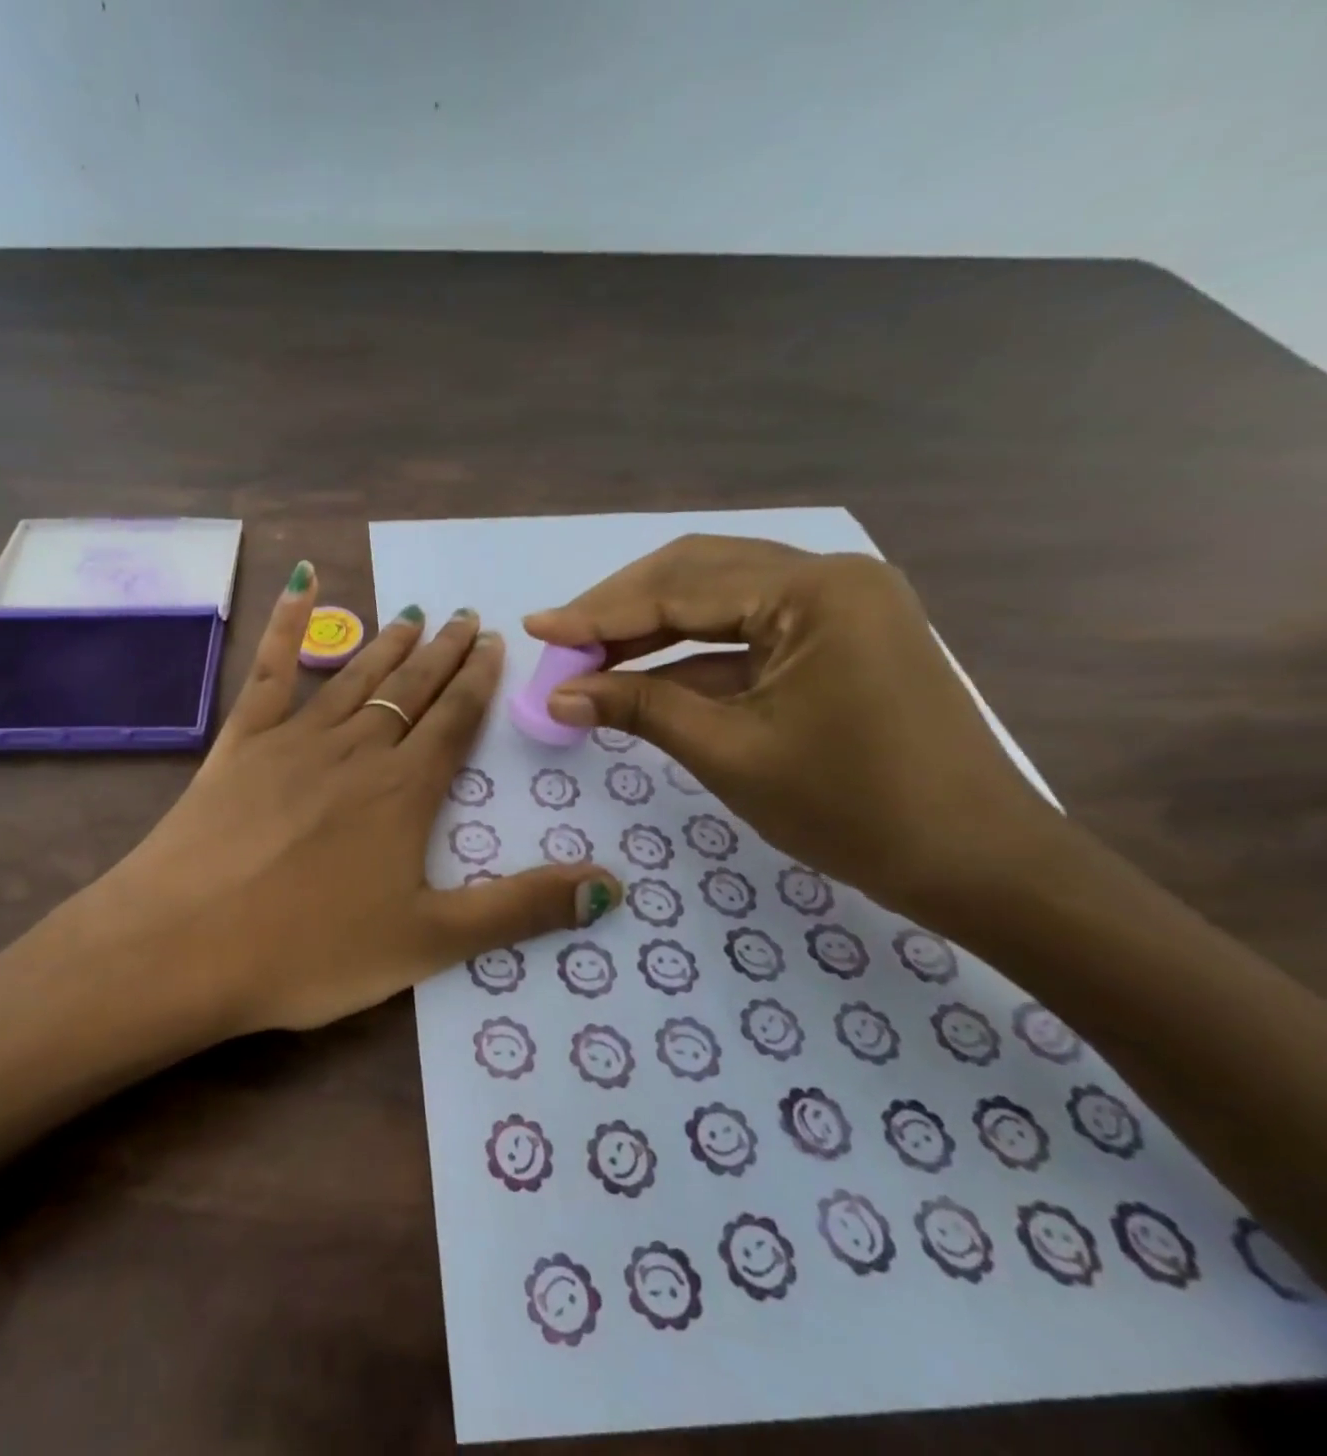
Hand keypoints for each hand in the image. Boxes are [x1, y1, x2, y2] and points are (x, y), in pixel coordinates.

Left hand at [72, 562, 623, 1033]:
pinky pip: (270, 670)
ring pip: (356, 677)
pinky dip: (286, 623)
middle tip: (465, 616)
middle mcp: (357, 750)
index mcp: (404, 792)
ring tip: (413, 614)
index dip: (478, 682)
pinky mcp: (239, 742)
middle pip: (411, 690)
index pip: (454, 721)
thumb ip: (519, 910)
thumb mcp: (428, 943)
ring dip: (388, 645)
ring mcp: (294, 739)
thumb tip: (612, 887)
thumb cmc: (309, 952)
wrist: (185, 945)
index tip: (493, 643)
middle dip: (442, 654)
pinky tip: (299, 582)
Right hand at [523, 536, 1058, 916]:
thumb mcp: (729, 752)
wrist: (975, 862)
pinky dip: (691, 653)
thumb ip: (638, 709)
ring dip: (651, 627)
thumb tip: (558, 696)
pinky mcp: (838, 637)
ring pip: (719, 598)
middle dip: (622, 608)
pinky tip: (642, 675)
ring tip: (589, 656)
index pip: (680, 590)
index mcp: (814, 591)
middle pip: (698, 574)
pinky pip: (747, 631)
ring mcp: (839, 605)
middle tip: (562, 641)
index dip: (599, 612)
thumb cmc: (853, 808)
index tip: (537, 627)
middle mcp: (830, 577)